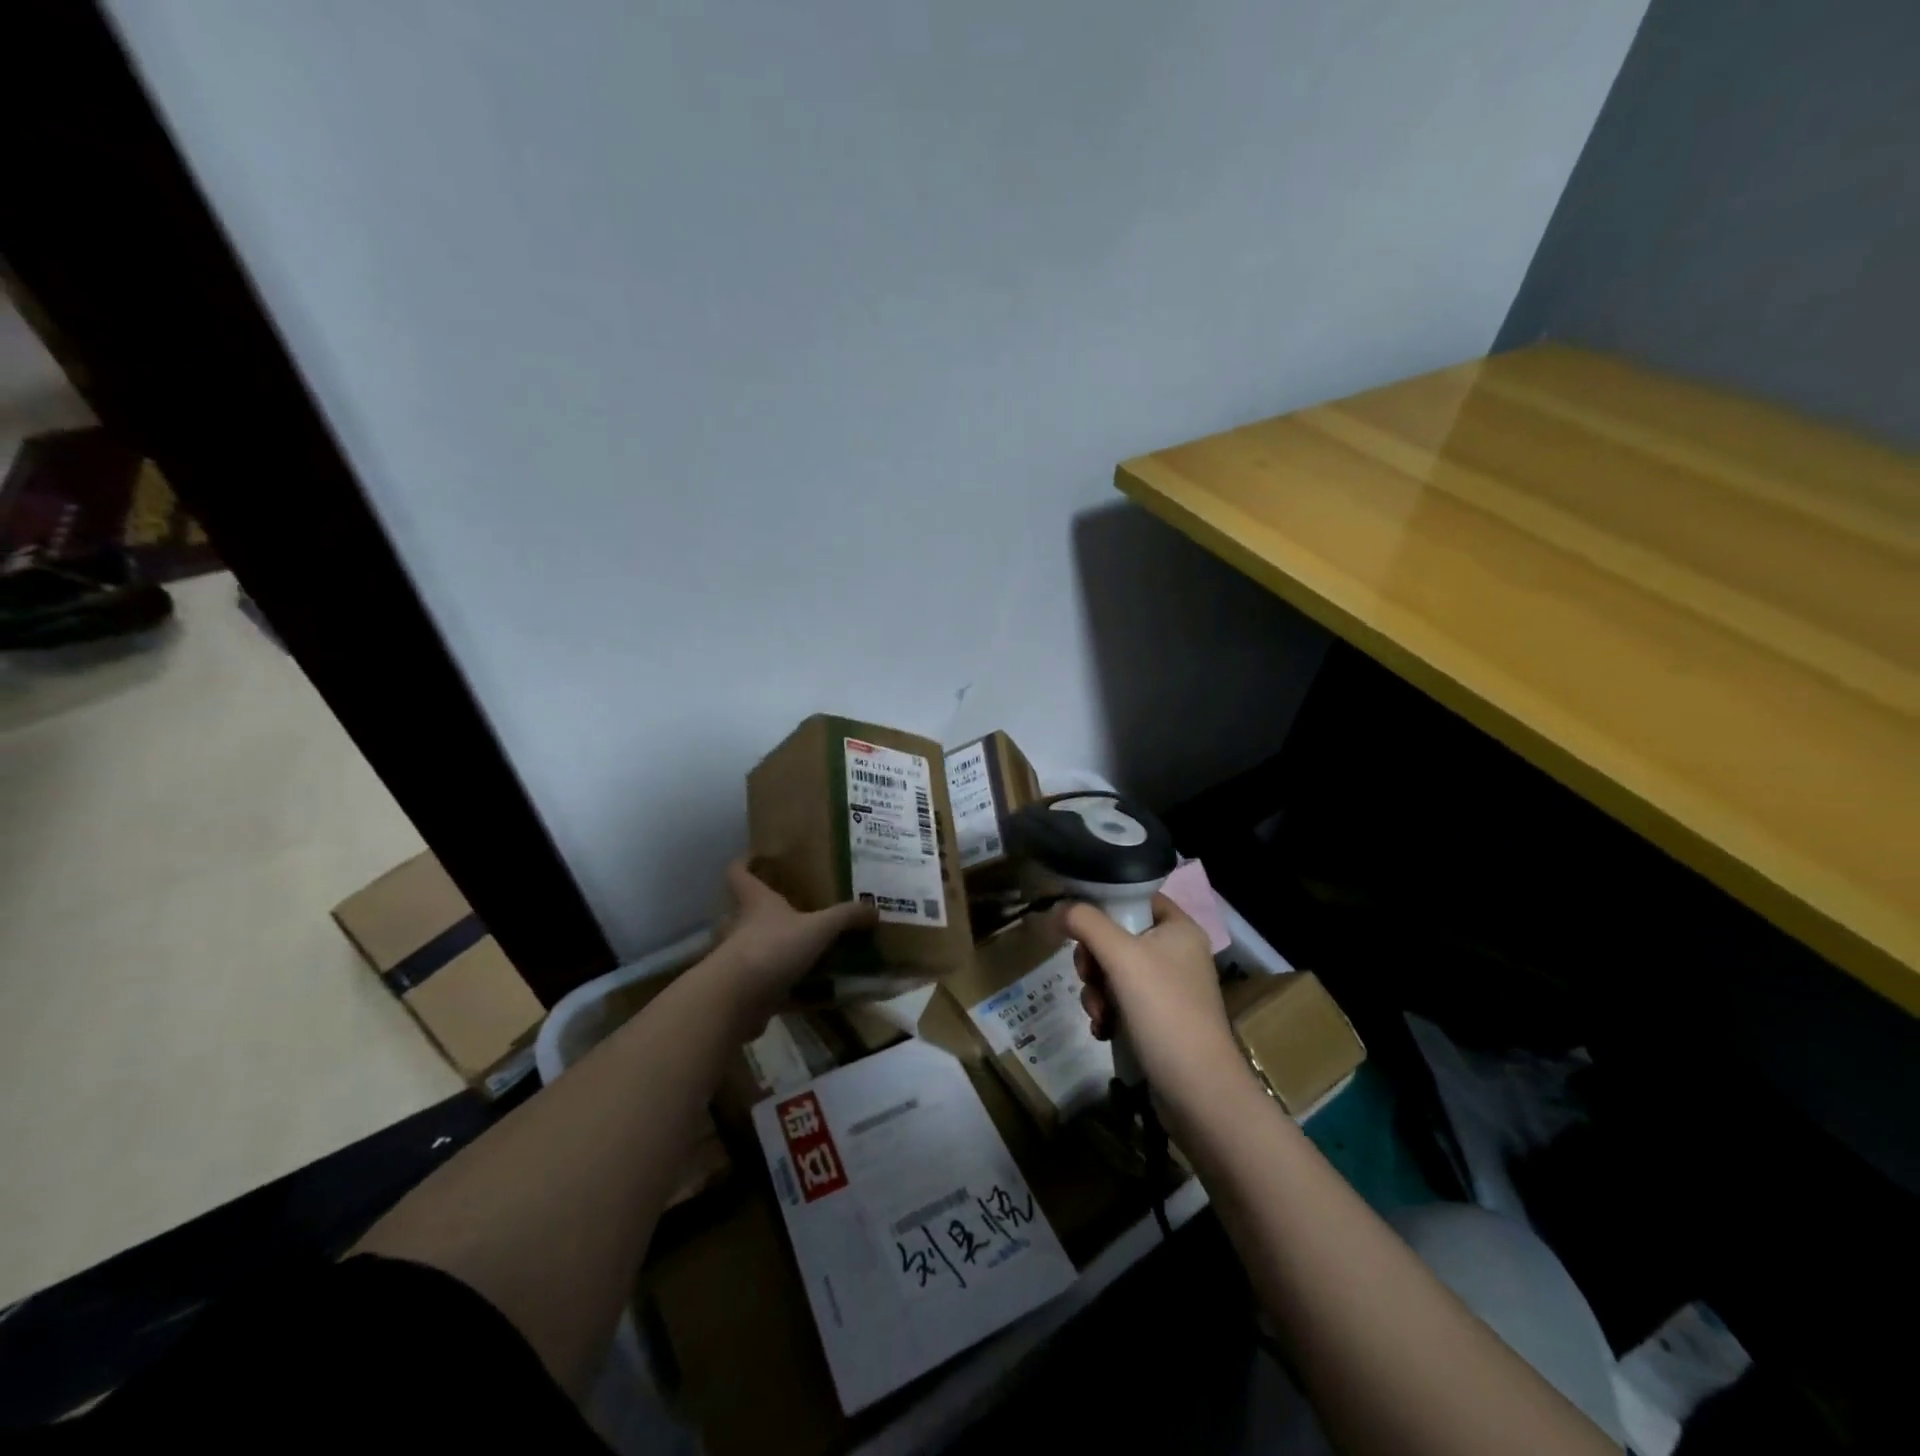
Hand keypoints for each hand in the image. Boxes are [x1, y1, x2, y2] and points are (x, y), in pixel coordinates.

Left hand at [705, 859, 876, 1039]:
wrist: (735, 1000)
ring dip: (773, 950)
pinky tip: (808, 993)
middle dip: (763, 912)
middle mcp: (739, 926)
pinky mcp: (741, 990)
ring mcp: (737, 960)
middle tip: (793, 912)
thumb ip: (846, 917)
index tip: (756, 858)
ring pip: (753, 948)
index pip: (739, 873)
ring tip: (804, 952)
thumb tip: (875, 909)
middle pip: (743, 911)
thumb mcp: (818, 927)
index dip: (744, 863)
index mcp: (755, 902)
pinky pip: (765, 985)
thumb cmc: (772, 948)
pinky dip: (784, 989)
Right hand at [1061, 894, 1244, 1111]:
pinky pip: (1121, 1001)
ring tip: (1098, 1012)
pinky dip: (1107, 1012)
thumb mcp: (1121, 956)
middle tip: (1088, 975)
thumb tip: (1058, 909)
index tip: (1078, 923)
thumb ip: (1086, 923)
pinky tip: (1104, 1029)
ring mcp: (1170, 989)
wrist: (1198, 1090)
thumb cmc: (1163, 1010)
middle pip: (1118, 936)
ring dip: (1095, 990)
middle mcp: (1177, 953)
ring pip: (1114, 971)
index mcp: (1179, 928)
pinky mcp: (1160, 1020)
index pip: (1136, 896)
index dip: (1105, 904)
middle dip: (1094, 959)